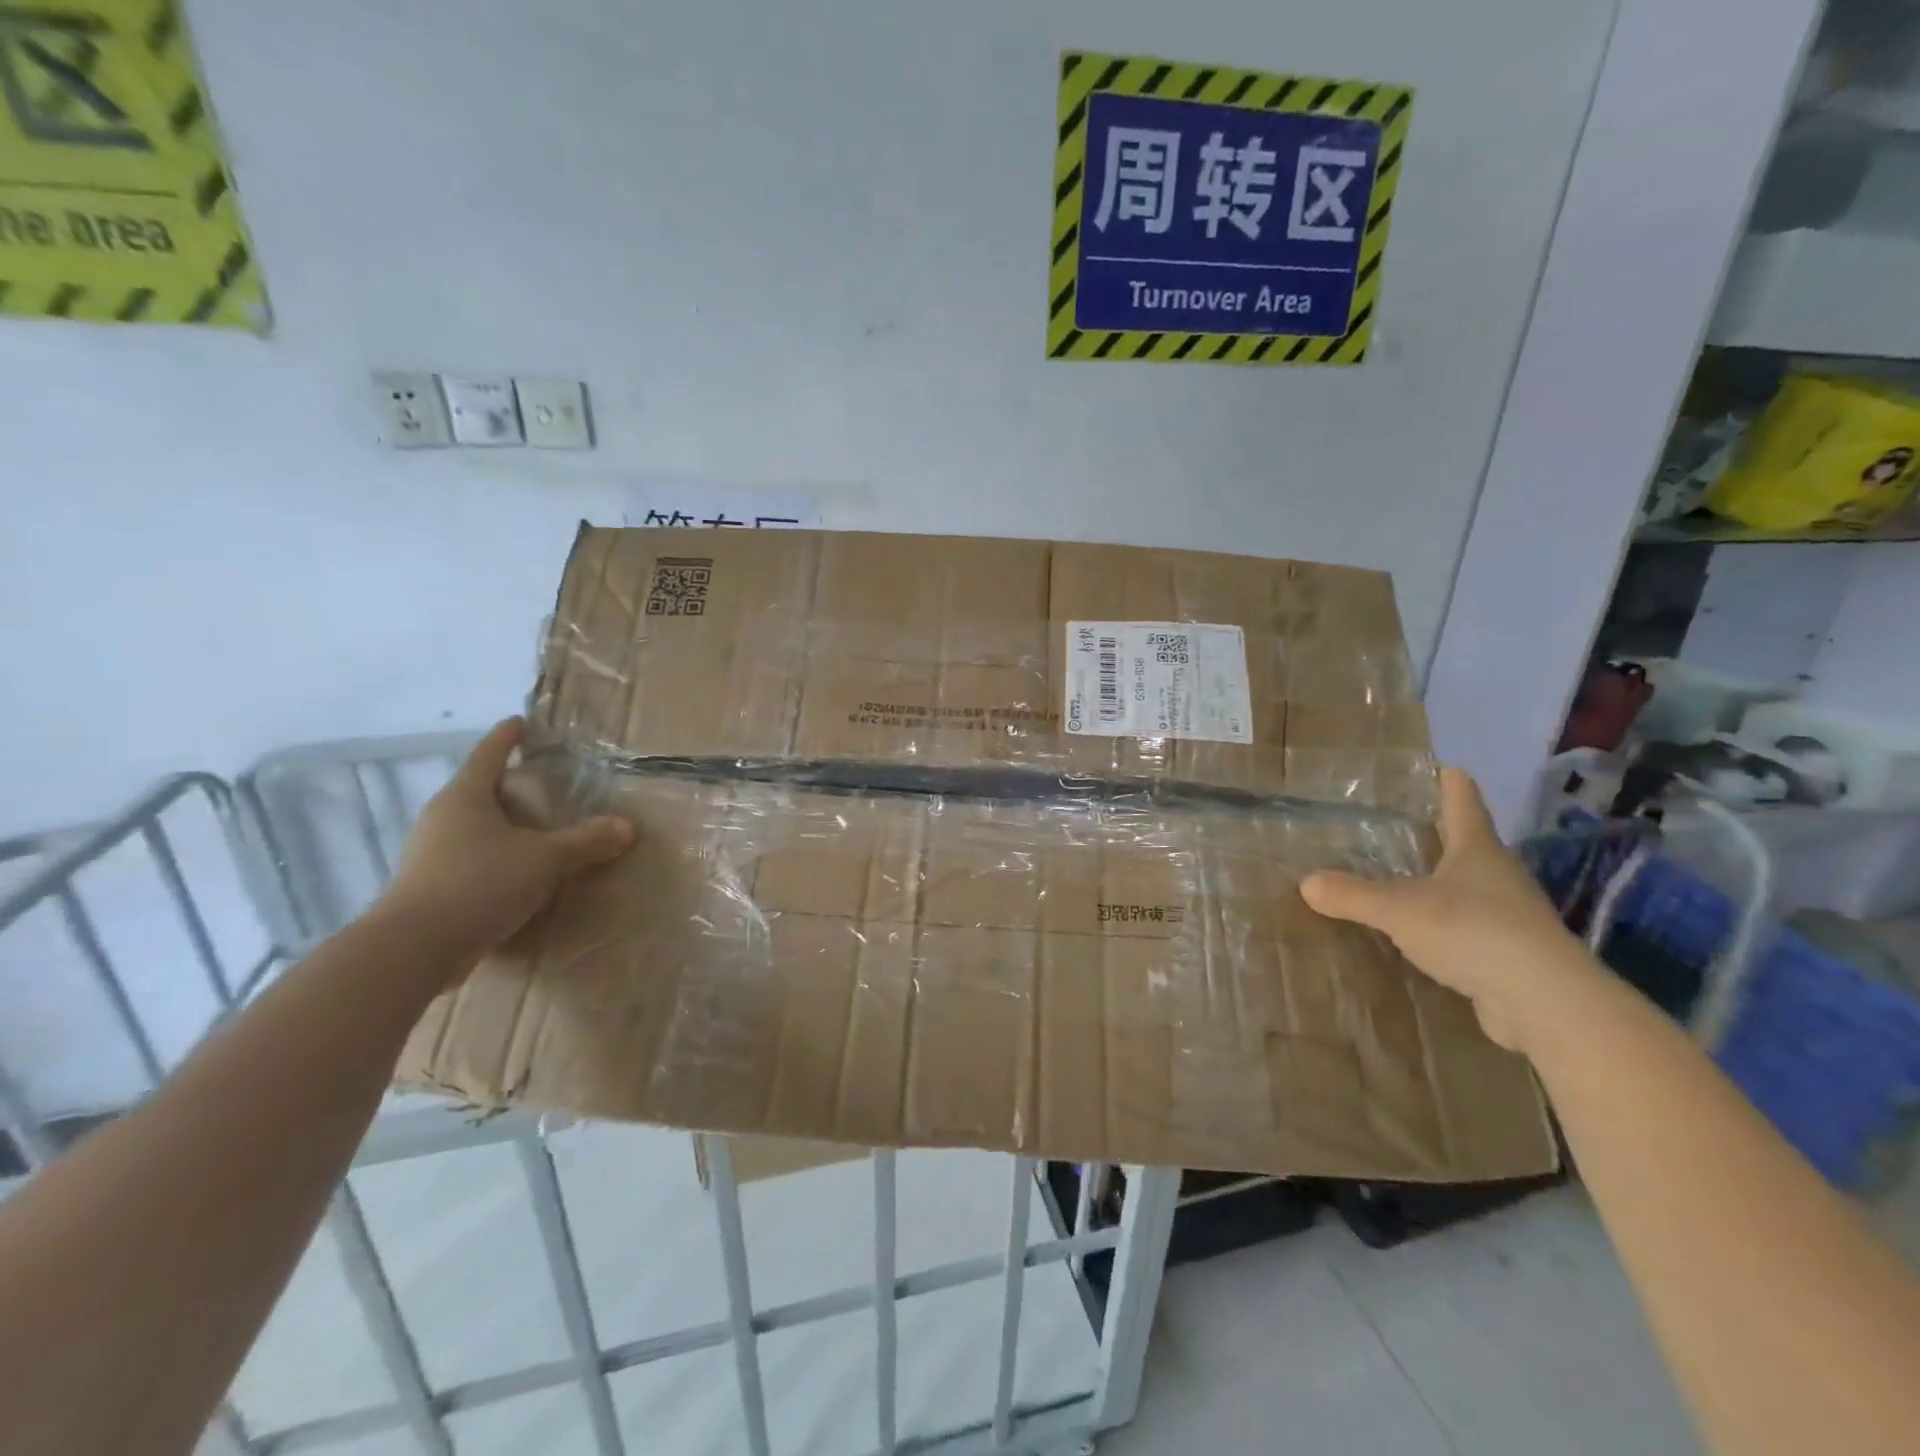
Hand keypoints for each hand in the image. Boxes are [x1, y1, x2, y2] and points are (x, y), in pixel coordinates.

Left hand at [378, 718, 633, 968]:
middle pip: (479, 790)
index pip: (488, 754)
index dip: (507, 737)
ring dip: (502, 825)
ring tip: (536, 830)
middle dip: (509, 785)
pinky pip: (469, 859)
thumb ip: (587, 841)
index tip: (521, 722)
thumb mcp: (545, 859)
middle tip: (543, 783)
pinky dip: (495, 857)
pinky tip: (517, 872)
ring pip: (473, 827)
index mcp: (465, 797)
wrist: (413, 949)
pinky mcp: (429, 887)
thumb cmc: (479, 884)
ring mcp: (430, 853)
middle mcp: (442, 818)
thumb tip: (627, 826)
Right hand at [1301, 767, 1612, 1054]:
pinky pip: (1470, 928)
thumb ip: (1353, 895)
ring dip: (1445, 881)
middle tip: (1406, 822)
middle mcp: (1499, 876)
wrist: (1545, 1002)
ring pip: (1471, 887)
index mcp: (1478, 851)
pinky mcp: (1509, 954)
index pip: (1464, 803)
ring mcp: (1509, 916)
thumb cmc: (1475, 931)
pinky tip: (1422, 932)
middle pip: (1471, 844)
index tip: (1444, 766)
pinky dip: (1447, 924)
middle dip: (1443, 833)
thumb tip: (1305, 882)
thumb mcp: (1401, 909)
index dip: (1452, 783)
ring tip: (1406, 877)